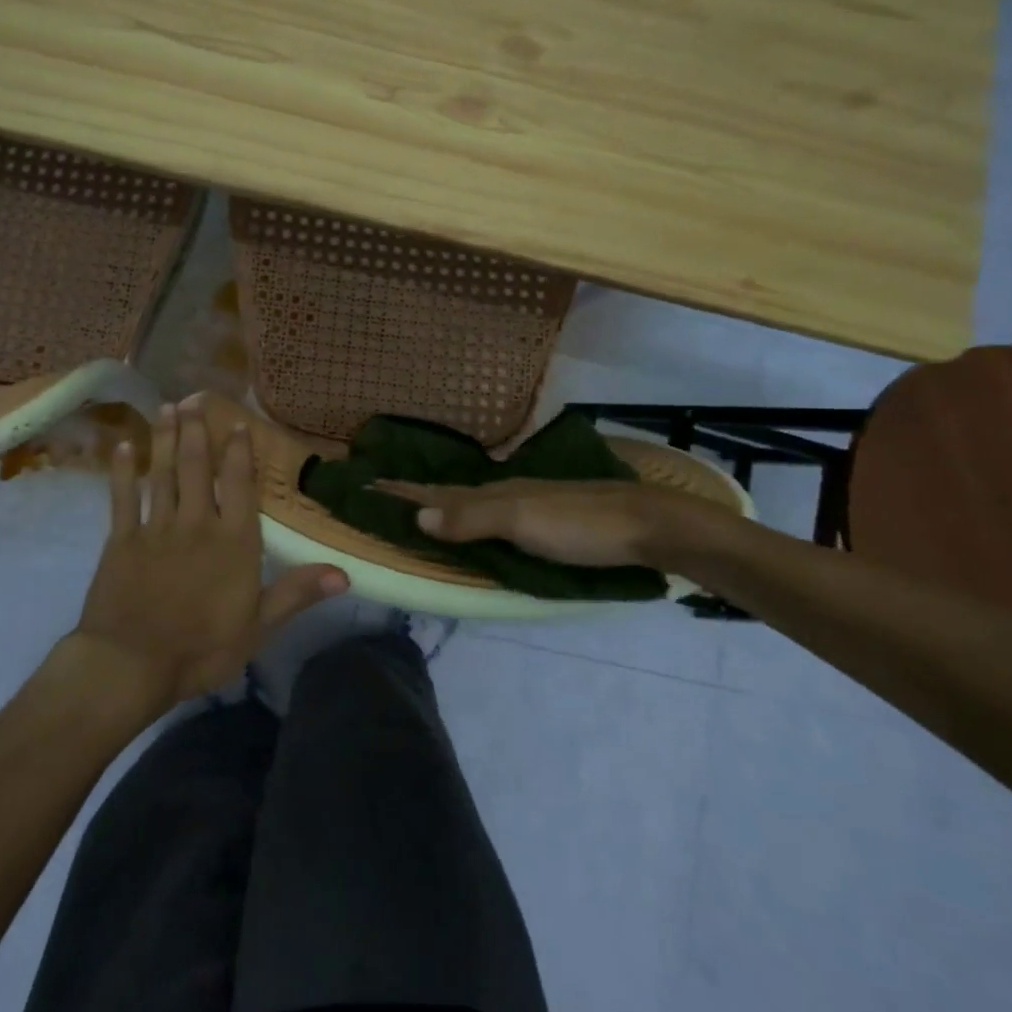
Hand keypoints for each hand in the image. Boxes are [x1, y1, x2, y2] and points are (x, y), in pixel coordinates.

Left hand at [71, 399, 347, 708]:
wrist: (132, 665)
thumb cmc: (202, 649)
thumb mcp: (258, 626)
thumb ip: (297, 593)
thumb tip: (345, 573)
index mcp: (234, 542)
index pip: (240, 486)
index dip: (239, 452)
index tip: (237, 424)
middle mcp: (197, 524)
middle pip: (198, 468)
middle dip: (198, 431)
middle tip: (195, 397)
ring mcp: (156, 528)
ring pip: (162, 474)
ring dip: (166, 439)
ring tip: (168, 408)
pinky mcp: (121, 540)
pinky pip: (122, 498)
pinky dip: (123, 471)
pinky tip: (124, 446)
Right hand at [375, 477, 744, 572]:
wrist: (647, 524)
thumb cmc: (581, 525)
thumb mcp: (523, 522)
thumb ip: (472, 519)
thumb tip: (415, 518)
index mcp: (493, 494)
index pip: (435, 493)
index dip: (401, 492)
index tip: (364, 486)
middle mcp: (505, 494)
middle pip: (449, 495)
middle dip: (413, 496)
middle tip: (380, 496)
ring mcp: (527, 505)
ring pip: (473, 504)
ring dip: (441, 506)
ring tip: (416, 509)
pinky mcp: (547, 521)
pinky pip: (493, 516)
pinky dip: (471, 518)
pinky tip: (475, 524)